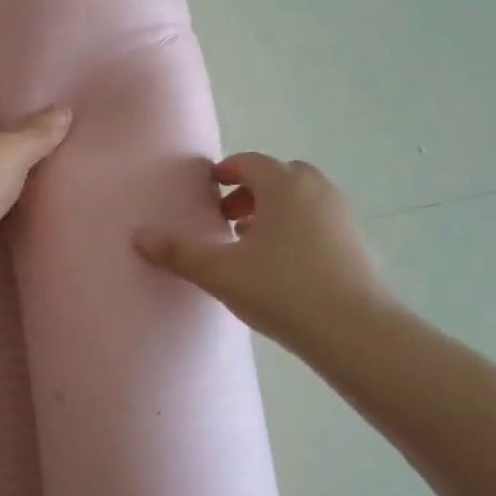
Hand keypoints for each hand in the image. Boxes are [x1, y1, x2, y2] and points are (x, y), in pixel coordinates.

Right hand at [133, 153, 397, 357]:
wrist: (355, 332)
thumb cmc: (282, 289)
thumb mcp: (220, 272)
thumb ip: (178, 252)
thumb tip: (139, 235)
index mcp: (283, 184)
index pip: (248, 163)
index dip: (224, 174)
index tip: (207, 194)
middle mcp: (315, 189)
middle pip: (278, 176)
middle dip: (250, 192)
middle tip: (228, 220)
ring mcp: (341, 215)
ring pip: (301, 199)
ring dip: (275, 211)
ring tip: (252, 245)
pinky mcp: (357, 243)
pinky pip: (319, 221)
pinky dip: (297, 229)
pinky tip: (283, 266)